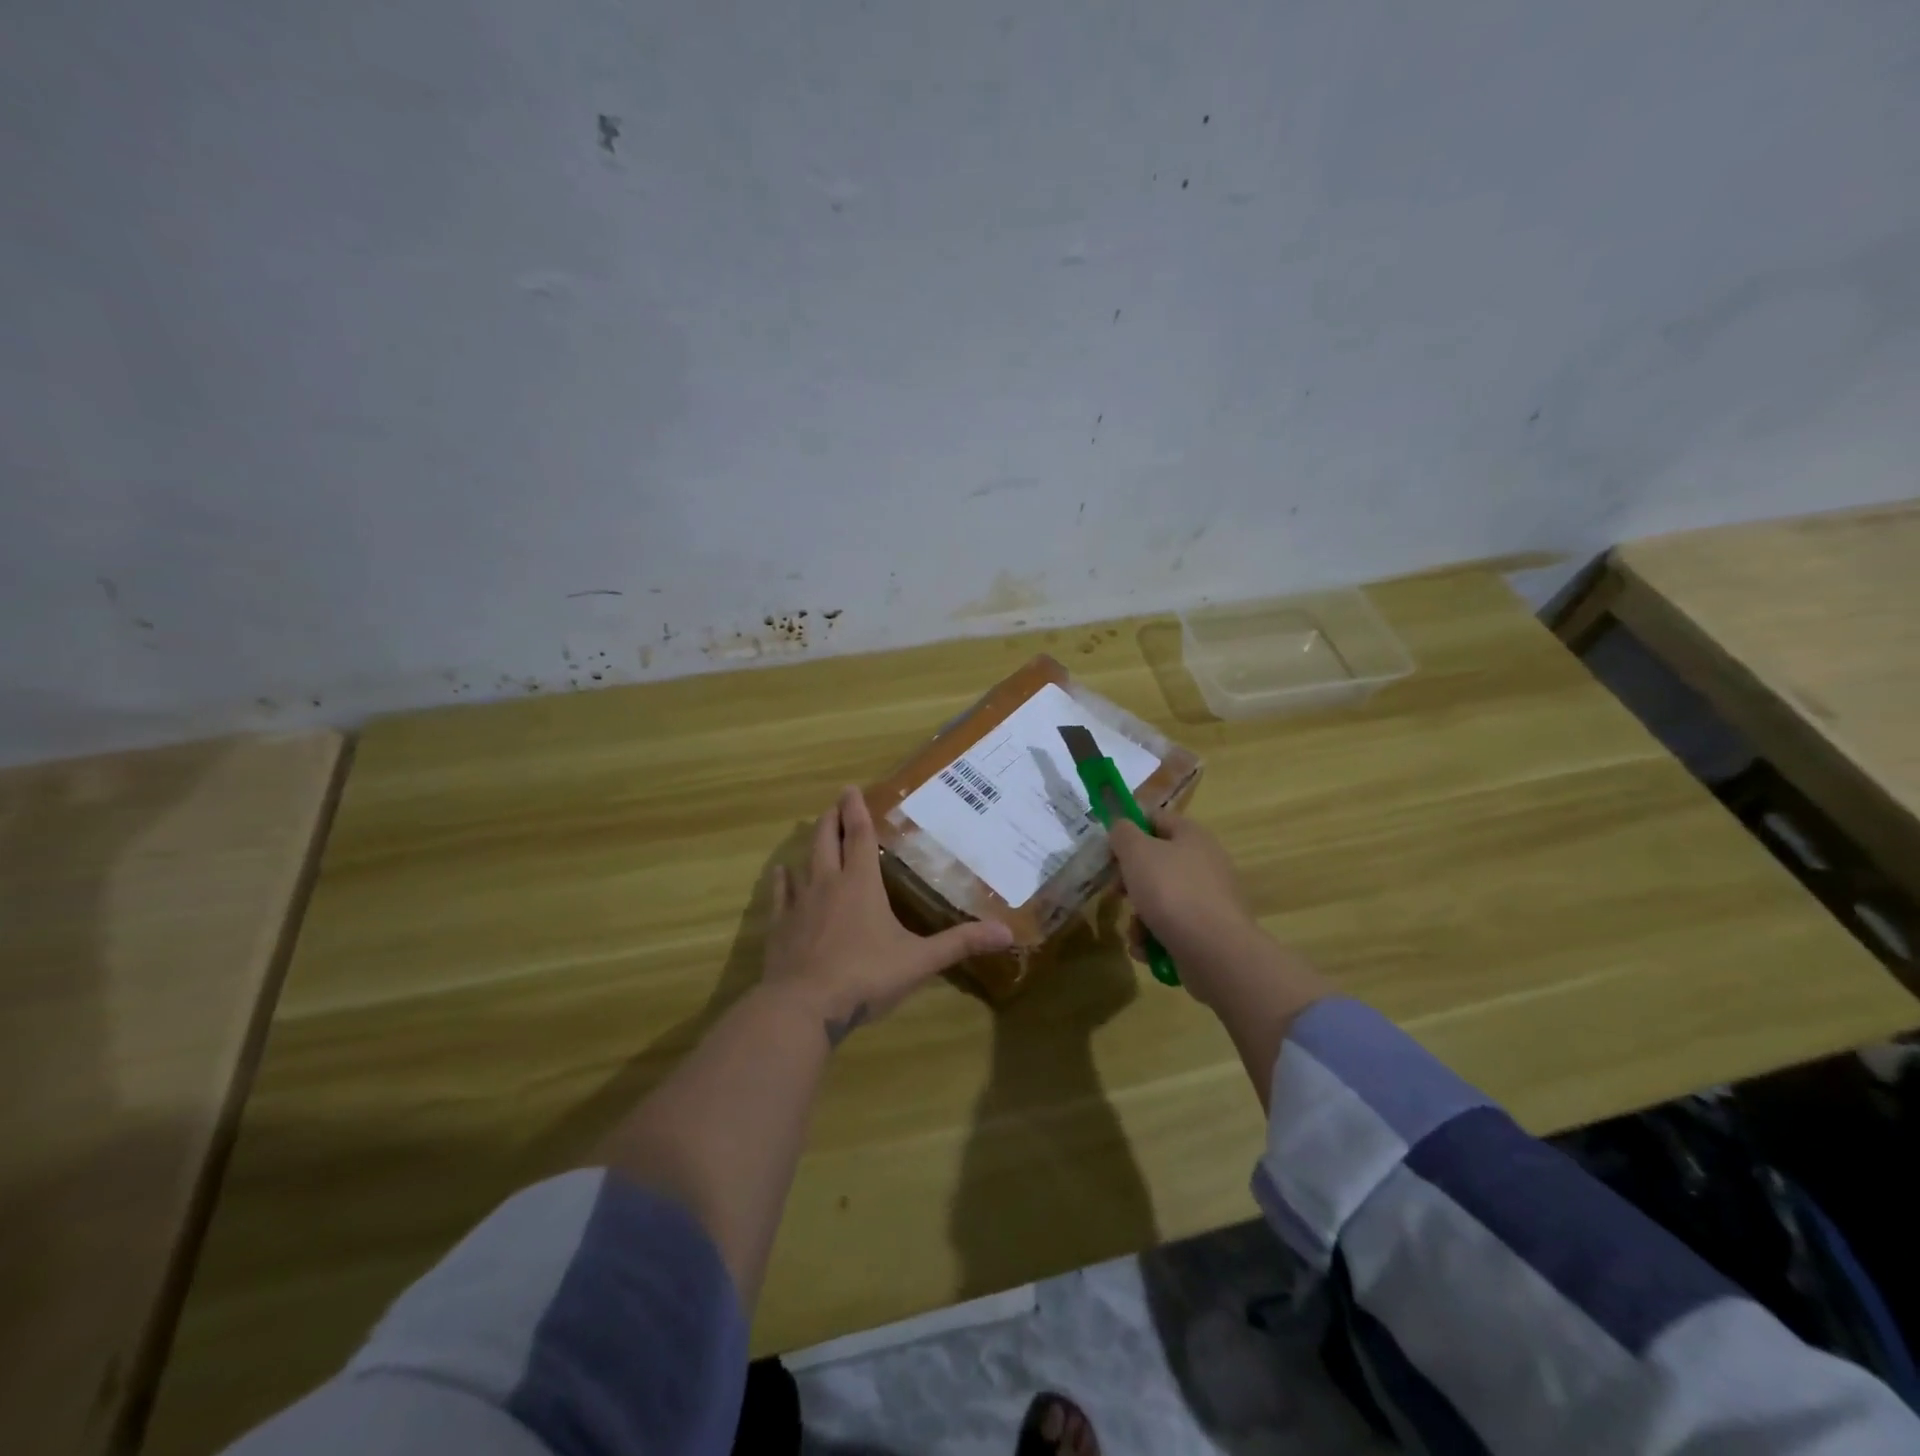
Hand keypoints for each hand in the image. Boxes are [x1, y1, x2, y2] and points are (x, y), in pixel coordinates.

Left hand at [763, 787, 1013, 1044]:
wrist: (803, 1007)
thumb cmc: (865, 977)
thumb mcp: (920, 961)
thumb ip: (961, 943)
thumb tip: (1007, 932)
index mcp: (861, 884)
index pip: (858, 836)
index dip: (856, 810)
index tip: (851, 788)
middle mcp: (828, 883)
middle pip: (827, 840)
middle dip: (833, 818)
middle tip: (836, 803)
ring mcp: (800, 904)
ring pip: (804, 862)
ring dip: (811, 843)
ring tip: (815, 830)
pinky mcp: (781, 927)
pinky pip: (781, 895)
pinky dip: (782, 881)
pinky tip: (780, 873)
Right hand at [1108, 807, 1265, 1005]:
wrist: (1214, 951)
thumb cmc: (1171, 891)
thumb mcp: (1136, 852)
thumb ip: (1122, 832)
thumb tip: (1121, 827)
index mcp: (1191, 835)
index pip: (1154, 819)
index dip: (1128, 829)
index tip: (1107, 849)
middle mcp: (1204, 863)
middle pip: (1155, 862)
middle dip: (1130, 880)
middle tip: (1115, 892)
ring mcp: (1208, 899)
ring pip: (1159, 898)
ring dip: (1139, 916)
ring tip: (1134, 931)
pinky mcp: (1207, 931)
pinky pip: (1171, 926)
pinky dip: (1154, 937)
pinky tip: (1146, 949)